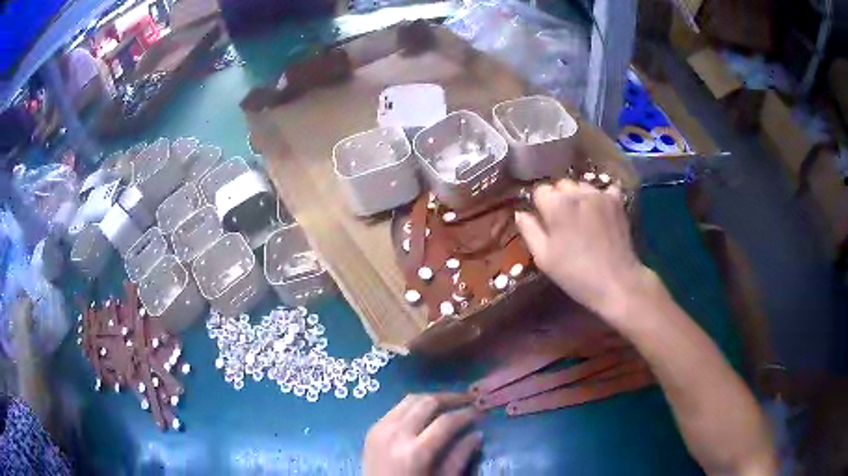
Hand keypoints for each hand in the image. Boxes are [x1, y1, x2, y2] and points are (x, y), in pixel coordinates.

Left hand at [363, 393, 482, 475]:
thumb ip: (459, 458)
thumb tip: (477, 434)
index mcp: (415, 452)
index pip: (446, 421)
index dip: (466, 414)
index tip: (480, 412)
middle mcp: (396, 434)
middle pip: (427, 402)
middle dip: (451, 398)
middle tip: (469, 400)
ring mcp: (380, 429)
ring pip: (410, 399)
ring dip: (432, 398)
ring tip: (451, 403)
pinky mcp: (372, 428)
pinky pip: (396, 408)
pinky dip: (415, 405)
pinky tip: (426, 412)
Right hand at [515, 179, 655, 320]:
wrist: (616, 282)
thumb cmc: (575, 274)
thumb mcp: (544, 258)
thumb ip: (529, 231)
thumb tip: (520, 213)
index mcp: (556, 204)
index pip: (540, 191)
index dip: (540, 206)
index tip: (545, 223)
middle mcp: (577, 192)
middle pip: (561, 185)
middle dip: (559, 198)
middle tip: (563, 222)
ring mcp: (600, 194)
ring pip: (582, 186)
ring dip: (579, 197)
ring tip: (583, 218)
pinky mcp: (617, 200)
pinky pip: (604, 189)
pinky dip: (600, 197)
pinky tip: (601, 211)